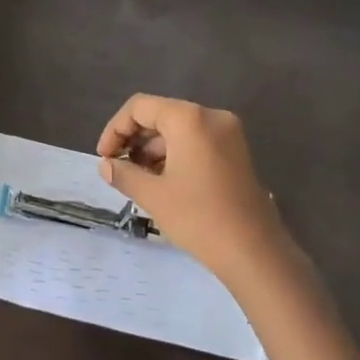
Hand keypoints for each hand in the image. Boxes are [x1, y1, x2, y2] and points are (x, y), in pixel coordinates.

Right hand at [97, 94, 292, 289]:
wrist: (255, 252)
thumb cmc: (199, 218)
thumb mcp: (153, 195)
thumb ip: (124, 174)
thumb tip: (105, 166)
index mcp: (189, 118)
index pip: (140, 107)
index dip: (116, 128)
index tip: (104, 157)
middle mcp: (211, 116)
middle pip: (160, 114)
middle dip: (134, 138)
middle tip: (117, 167)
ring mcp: (228, 133)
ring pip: (178, 129)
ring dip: (153, 148)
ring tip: (136, 178)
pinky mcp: (235, 151)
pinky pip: (196, 141)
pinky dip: (175, 154)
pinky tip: (161, 180)